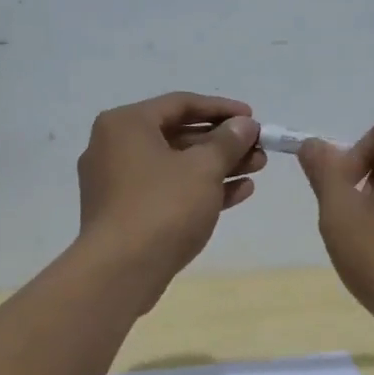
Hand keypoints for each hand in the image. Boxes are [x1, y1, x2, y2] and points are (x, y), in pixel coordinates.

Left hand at [76, 92, 265, 295]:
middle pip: (178, 134)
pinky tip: (239, 192)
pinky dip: (200, 189)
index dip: (221, 109)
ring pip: (176, 165)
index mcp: (126, 124)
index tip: (253, 117)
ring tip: (257, 168)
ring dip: (217, 166)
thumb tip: (244, 125)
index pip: (180, 103)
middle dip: (223, 142)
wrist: (121, 271)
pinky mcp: (126, 213)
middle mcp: (115, 147)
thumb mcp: (203, 168)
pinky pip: (168, 190)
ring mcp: (118, 182)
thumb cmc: (163, 206)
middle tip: (259, 148)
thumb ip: (228, 142)